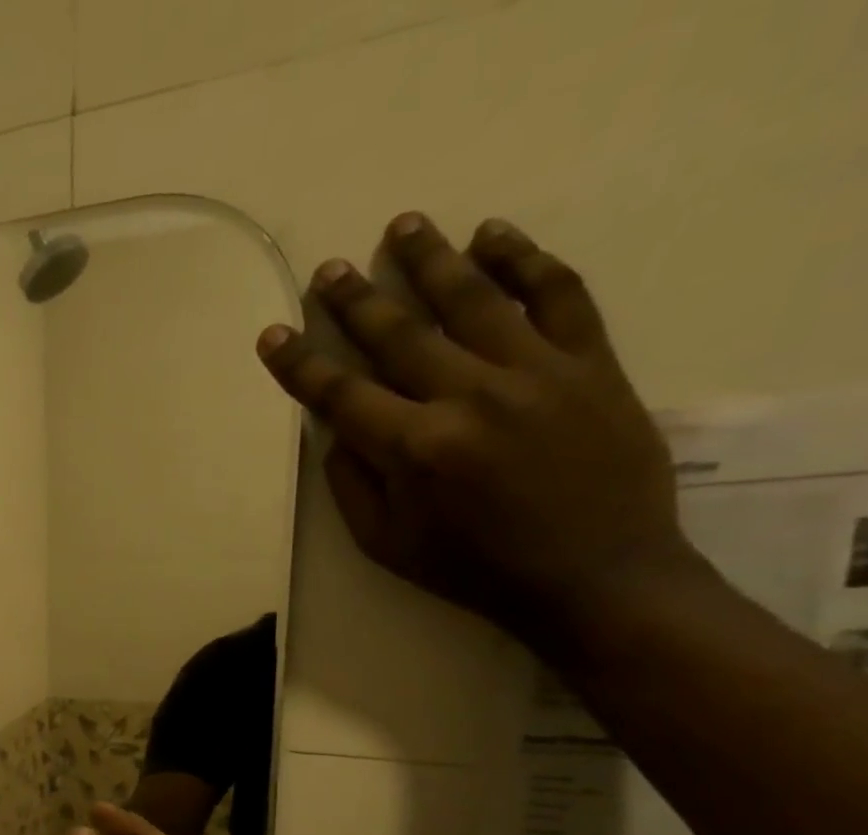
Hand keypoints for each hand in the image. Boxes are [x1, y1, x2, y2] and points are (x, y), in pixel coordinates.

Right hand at [255, 212, 701, 655]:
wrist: (594, 575)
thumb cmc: (475, 570)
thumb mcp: (388, 547)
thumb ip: (355, 486)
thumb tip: (340, 432)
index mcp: (416, 450)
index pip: (341, 395)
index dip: (300, 364)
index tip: (273, 334)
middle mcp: (470, 397)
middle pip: (399, 334)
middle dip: (355, 300)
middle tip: (327, 269)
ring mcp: (536, 371)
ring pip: (474, 298)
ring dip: (431, 259)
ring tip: (403, 225)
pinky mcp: (590, 362)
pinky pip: (558, 293)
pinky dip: (525, 259)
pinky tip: (494, 235)